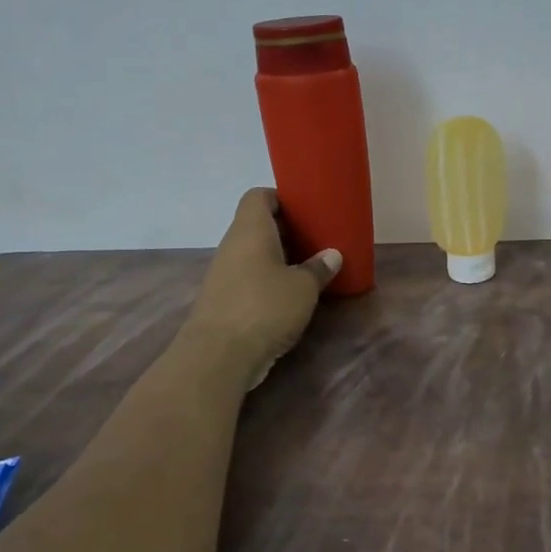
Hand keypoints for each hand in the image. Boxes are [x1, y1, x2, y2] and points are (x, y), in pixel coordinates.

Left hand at [184, 189, 341, 383]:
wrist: (218, 355)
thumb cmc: (265, 308)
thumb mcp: (303, 288)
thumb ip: (318, 269)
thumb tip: (332, 255)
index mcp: (250, 230)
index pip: (258, 196)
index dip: (280, 198)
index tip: (305, 210)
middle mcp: (232, 245)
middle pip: (256, 225)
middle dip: (285, 231)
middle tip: (315, 240)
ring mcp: (223, 273)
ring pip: (252, 254)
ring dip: (277, 258)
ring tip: (307, 268)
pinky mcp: (222, 299)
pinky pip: (247, 277)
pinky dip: (266, 280)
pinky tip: (288, 296)